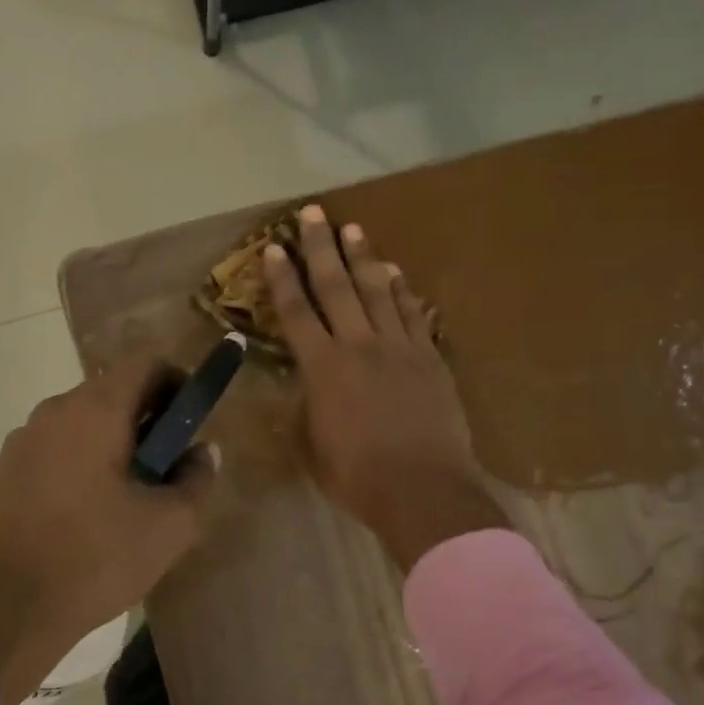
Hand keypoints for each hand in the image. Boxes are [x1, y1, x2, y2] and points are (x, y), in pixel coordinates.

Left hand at [0, 355, 213, 704]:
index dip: (178, 382)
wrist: (4, 613)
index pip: (146, 363)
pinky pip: (54, 448)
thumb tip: (204, 451)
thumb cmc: (95, 559)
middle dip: (148, 417)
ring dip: (113, 440)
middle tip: (168, 464)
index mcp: (95, 411)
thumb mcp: (168, 526)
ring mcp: (22, 440)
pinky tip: (87, 511)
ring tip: (129, 493)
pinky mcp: (3, 471)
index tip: (192, 420)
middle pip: (113, 390)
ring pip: (82, 421)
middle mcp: (53, 411)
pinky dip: (80, 461)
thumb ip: (197, 479)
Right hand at [265, 205, 507, 570]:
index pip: (296, 313)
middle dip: (321, 248)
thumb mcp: (314, 447)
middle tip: (314, 214)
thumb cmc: (358, 478)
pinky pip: (413, 315)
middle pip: (336, 287)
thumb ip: (308, 409)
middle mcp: (359, 346)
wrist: (424, 490)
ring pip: (377, 292)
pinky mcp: (430, 358)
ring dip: (363, 258)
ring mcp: (399, 348)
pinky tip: (395, 274)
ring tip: (353, 230)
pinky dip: (402, 291)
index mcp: (323, 369)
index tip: (274, 248)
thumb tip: (308, 389)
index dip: (283, 279)